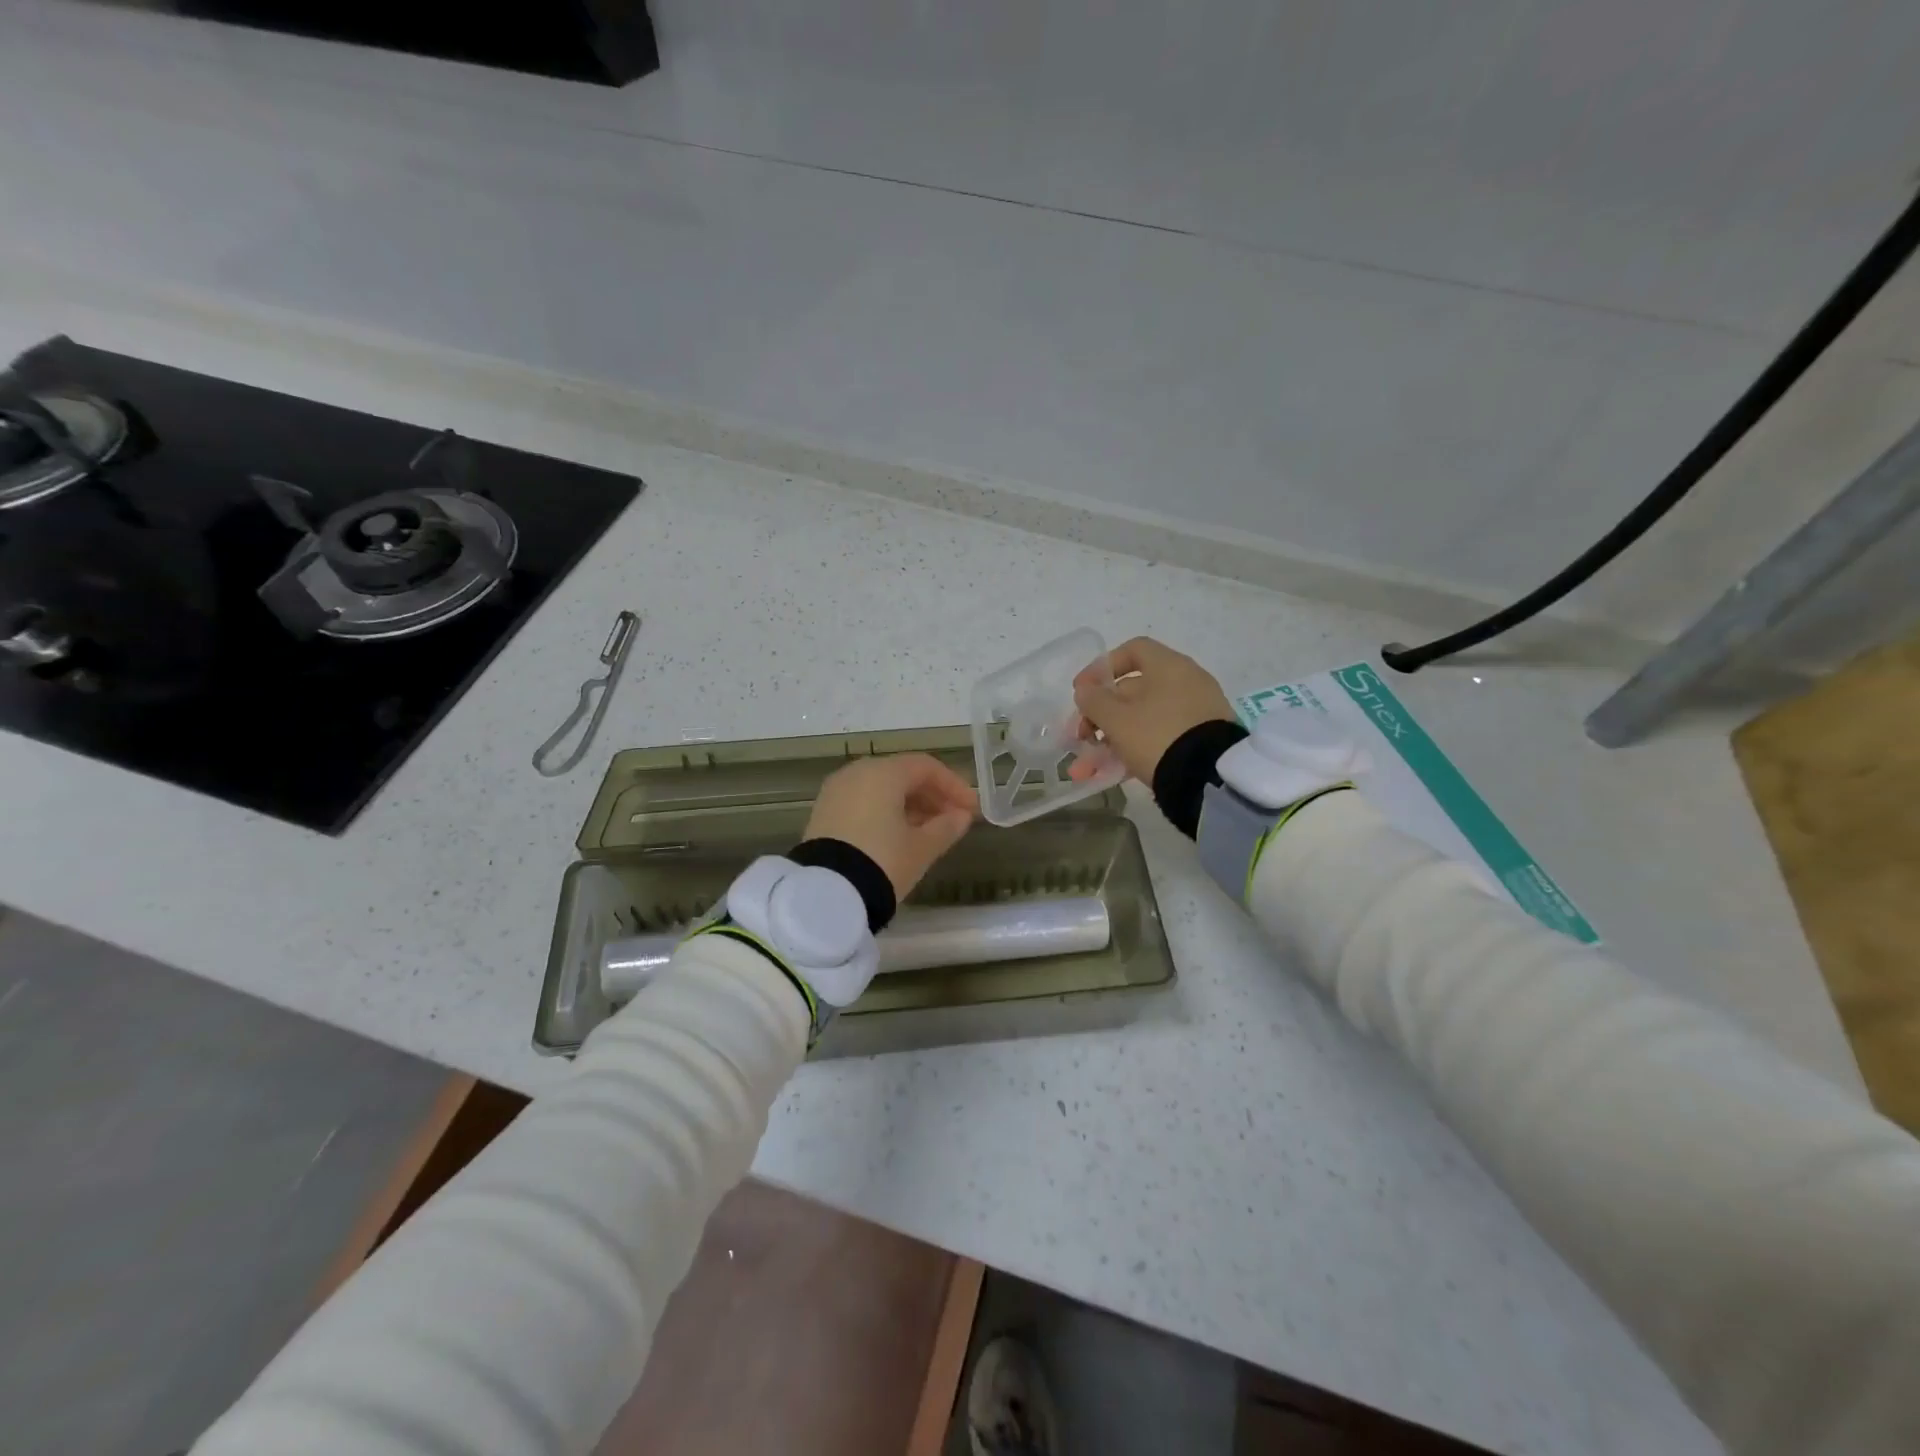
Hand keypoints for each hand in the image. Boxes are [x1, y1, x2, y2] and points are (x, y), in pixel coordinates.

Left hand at [803, 754, 977, 899]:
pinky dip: (885, 812)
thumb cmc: (882, 861)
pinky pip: (863, 802)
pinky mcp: (823, 812)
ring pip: (881, 789)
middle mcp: (857, 772)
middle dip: (932, 796)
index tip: (972, 810)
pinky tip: (899, 836)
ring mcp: (836, 791)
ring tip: (930, 832)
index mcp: (883, 772)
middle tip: (953, 820)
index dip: (954, 786)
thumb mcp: (921, 848)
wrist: (826, 894)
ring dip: (910, 805)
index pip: (926, 767)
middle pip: (902, 775)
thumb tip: (961, 817)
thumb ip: (946, 828)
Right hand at [1072, 637, 1234, 782]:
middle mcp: (1186, 682)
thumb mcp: (1117, 719)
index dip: (1101, 668)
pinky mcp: (1201, 739)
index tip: (1081, 691)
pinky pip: (1161, 736)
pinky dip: (1136, 749)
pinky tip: (1114, 773)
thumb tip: (1085, 690)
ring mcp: (1197, 712)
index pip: (1132, 650)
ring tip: (1090, 766)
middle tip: (1082, 737)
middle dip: (1101, 714)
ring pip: (1144, 718)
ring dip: (1112, 739)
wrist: (1209, 777)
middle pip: (1133, 689)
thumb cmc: (1157, 735)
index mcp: (1169, 666)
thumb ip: (1094, 701)